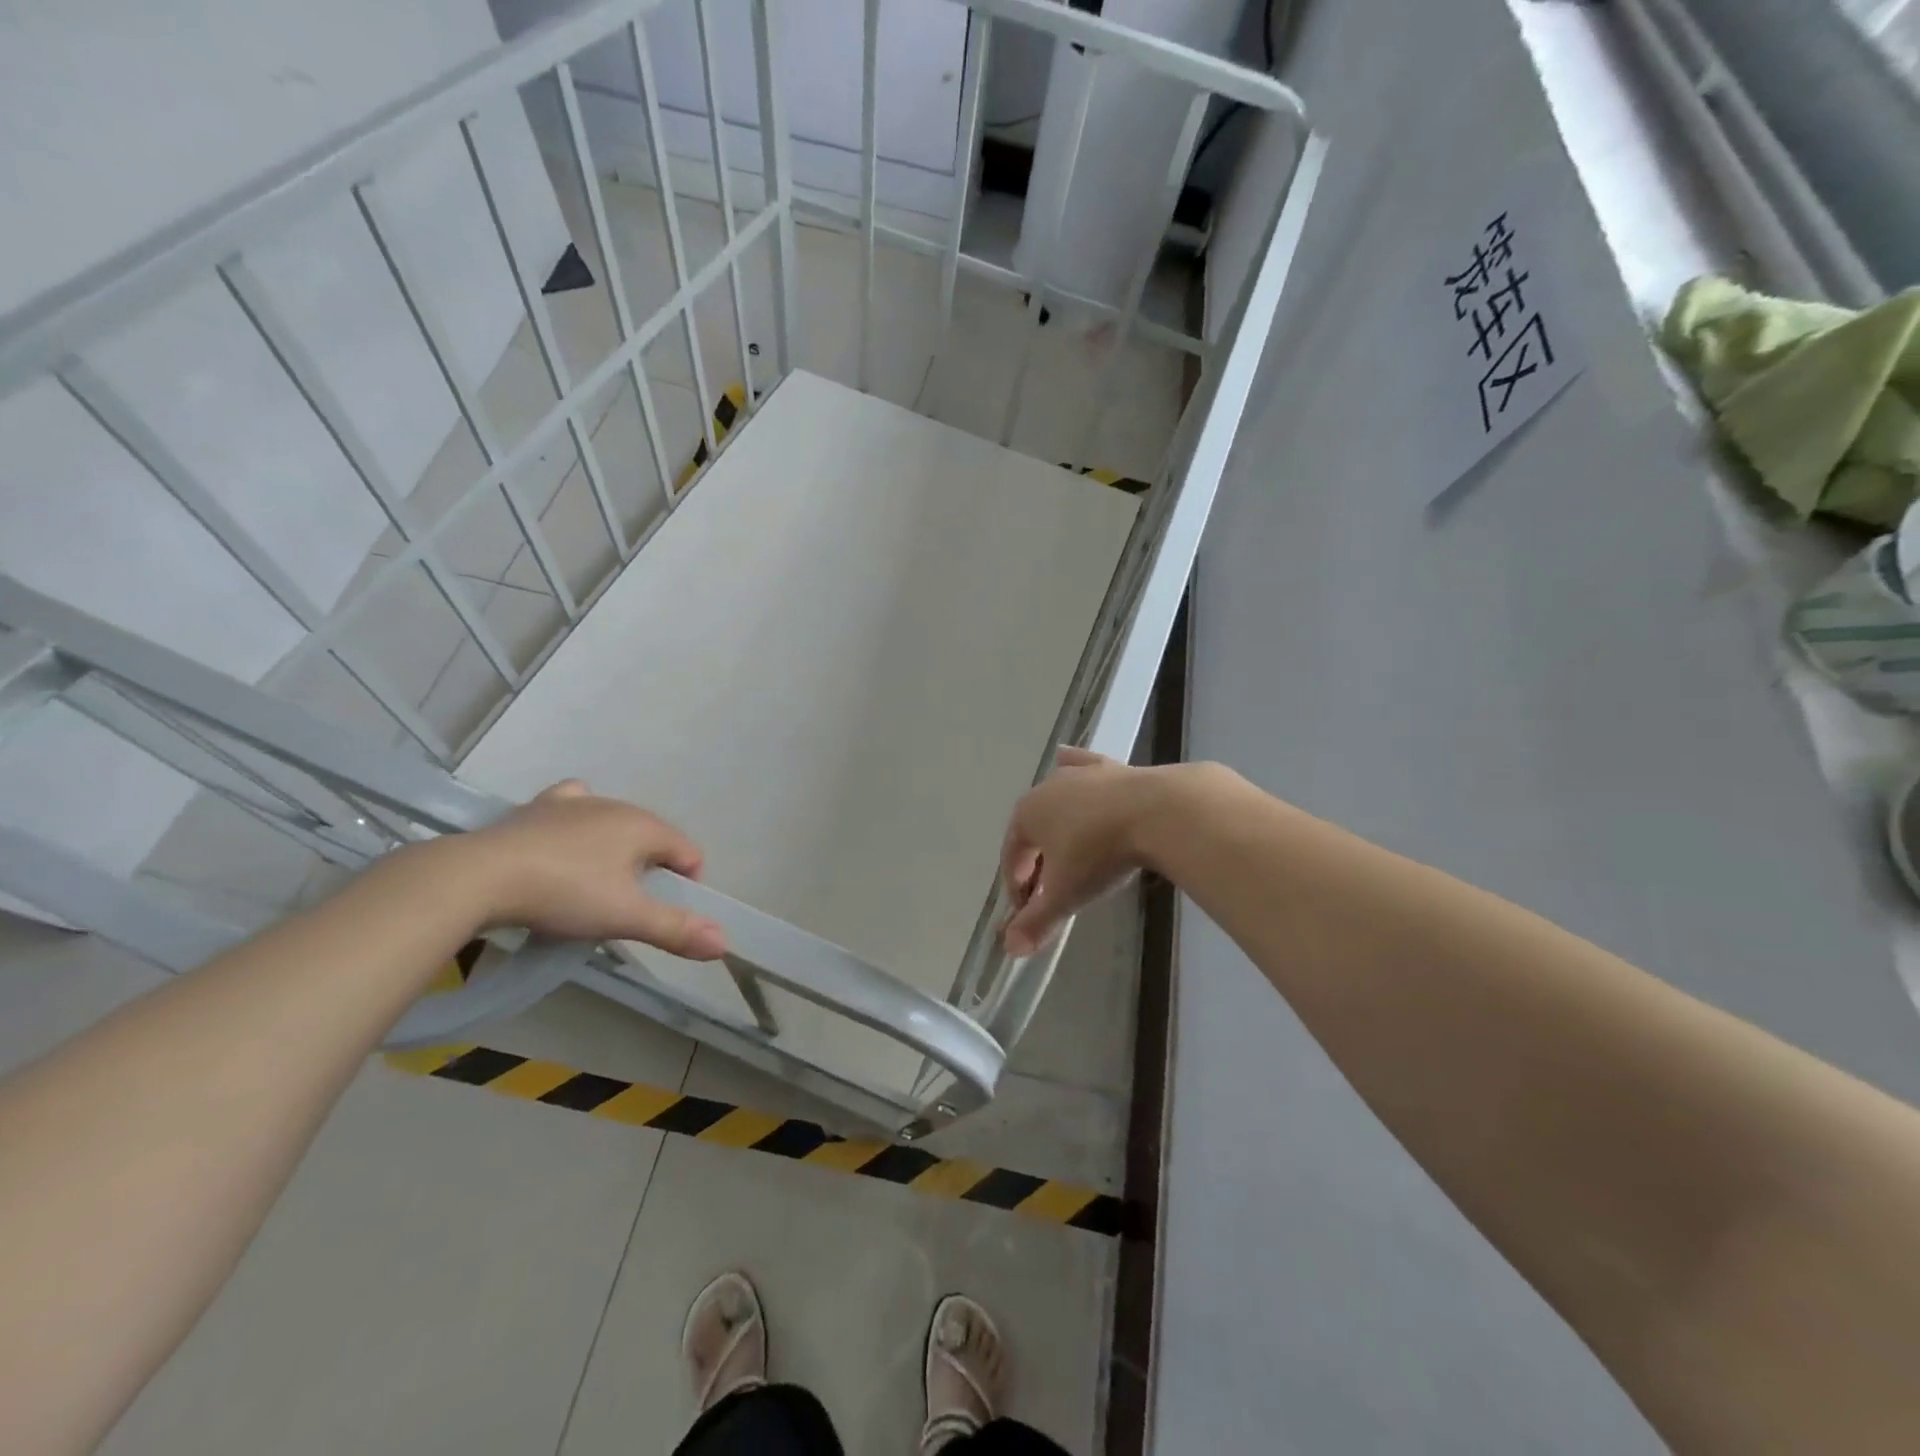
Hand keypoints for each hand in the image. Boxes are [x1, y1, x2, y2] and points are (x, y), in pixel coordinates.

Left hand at [456, 781, 725, 959]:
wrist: (479, 876)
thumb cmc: (565, 893)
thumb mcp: (626, 917)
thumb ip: (676, 929)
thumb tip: (724, 944)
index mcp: (645, 826)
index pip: (688, 853)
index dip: (687, 885)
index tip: (662, 916)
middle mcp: (616, 805)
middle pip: (653, 839)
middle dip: (651, 871)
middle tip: (626, 909)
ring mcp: (575, 803)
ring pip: (614, 823)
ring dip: (617, 850)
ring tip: (594, 885)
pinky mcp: (537, 808)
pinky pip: (573, 808)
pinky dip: (578, 823)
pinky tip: (565, 842)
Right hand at [1000, 748, 1164, 955]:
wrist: (1157, 811)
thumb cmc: (1100, 853)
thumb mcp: (1066, 893)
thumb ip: (1037, 921)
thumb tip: (1010, 949)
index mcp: (1026, 816)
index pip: (1012, 856)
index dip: (1017, 887)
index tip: (1030, 911)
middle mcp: (1045, 789)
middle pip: (1033, 831)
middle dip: (1037, 860)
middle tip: (1052, 889)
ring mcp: (1078, 775)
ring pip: (1056, 800)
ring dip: (1055, 824)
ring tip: (1065, 848)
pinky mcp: (1108, 767)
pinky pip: (1081, 766)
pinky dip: (1072, 766)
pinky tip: (1065, 758)